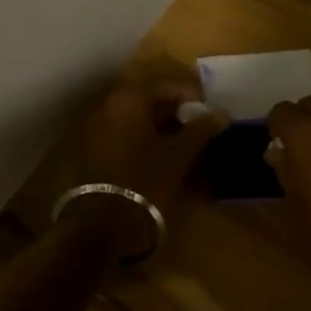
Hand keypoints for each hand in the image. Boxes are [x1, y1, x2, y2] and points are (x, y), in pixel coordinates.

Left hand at [71, 77, 226, 258]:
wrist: (102, 223)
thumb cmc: (146, 179)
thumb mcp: (179, 154)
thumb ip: (201, 130)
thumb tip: (222, 113)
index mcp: (128, 100)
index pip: (163, 87)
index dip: (188, 98)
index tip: (206, 113)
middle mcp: (107, 107)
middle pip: (145, 102)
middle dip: (172, 114)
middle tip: (195, 130)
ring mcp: (94, 129)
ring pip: (133, 121)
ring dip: (156, 129)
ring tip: (181, 147)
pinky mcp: (89, 152)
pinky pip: (121, 137)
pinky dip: (140, 142)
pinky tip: (157, 160)